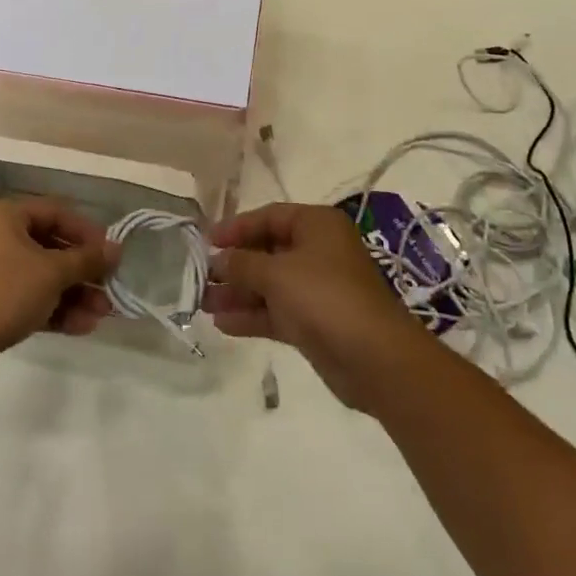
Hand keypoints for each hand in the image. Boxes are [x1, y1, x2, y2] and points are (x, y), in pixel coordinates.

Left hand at [0, 197, 120, 390]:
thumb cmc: (3, 291)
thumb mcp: (52, 272)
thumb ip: (86, 259)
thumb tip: (116, 248)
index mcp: (7, 216)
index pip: (57, 212)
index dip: (87, 232)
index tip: (111, 253)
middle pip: (51, 247)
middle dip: (83, 271)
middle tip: (109, 288)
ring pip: (42, 277)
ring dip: (74, 294)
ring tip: (101, 314)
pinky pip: (29, 299)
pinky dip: (54, 309)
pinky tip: (81, 327)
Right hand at [205, 202, 427, 411]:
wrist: (375, 358)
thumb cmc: (325, 297)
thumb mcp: (277, 274)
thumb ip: (242, 264)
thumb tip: (216, 260)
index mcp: (316, 225)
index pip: (269, 216)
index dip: (236, 227)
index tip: (206, 241)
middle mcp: (318, 251)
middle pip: (267, 250)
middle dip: (234, 264)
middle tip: (199, 275)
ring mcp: (316, 288)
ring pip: (269, 284)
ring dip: (238, 292)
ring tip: (201, 303)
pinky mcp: (314, 321)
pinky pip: (276, 311)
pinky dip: (252, 315)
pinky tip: (222, 323)